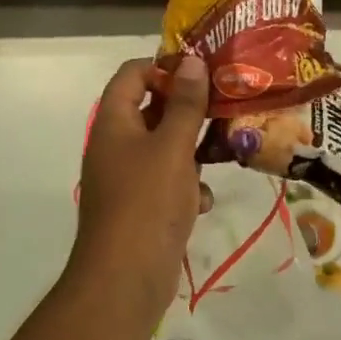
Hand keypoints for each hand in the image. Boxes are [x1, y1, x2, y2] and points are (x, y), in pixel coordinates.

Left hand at [70, 56, 210, 312]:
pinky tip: (205, 200)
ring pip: (164, 147)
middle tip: (226, 101)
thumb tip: (192, 60)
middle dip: (188, 106)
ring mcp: (127, 177)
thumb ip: (185, 103)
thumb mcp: (172, 147)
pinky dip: (187, 186)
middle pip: (151, 109)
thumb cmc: (147, 202)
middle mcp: (116, 145)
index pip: (132, 74)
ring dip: (193, 148)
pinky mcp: (141, 206)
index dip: (164, 65)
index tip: (202, 71)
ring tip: (226, 145)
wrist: (125, 278)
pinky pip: (167, 182)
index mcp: (114, 122)